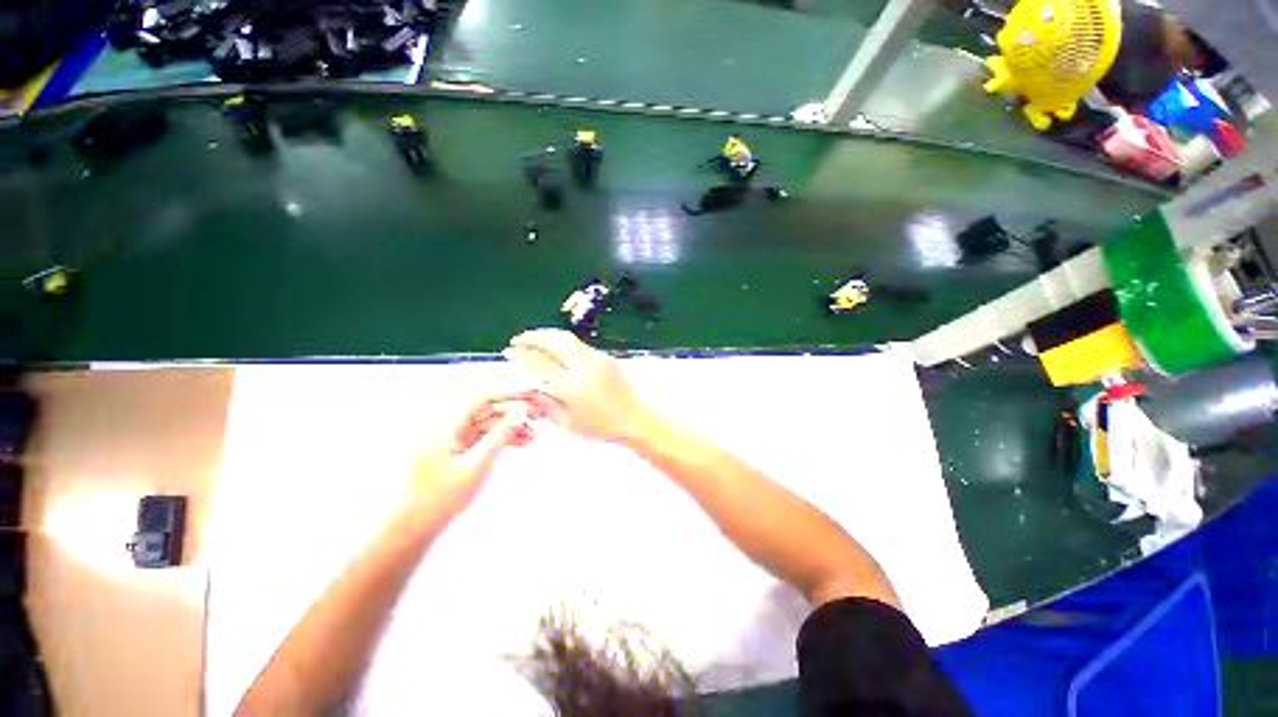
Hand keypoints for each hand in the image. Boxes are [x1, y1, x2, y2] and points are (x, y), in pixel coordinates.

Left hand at [406, 395, 536, 522]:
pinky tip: (522, 443)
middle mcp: (449, 427)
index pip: (481, 399)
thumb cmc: (445, 496)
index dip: (507, 395)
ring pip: (489, 425)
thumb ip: (500, 436)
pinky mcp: (459, 450)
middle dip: (513, 414)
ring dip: (511, 428)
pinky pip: (485, 437)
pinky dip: (502, 439)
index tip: (529, 396)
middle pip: (487, 411)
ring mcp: (454, 439)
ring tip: (534, 435)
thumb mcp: (478, 465)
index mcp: (447, 426)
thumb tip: (520, 413)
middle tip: (537, 416)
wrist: (420, 524)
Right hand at [503, 329, 653, 443]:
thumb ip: (545, 404)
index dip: (521, 353)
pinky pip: (580, 345)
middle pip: (554, 340)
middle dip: (533, 336)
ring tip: (534, 339)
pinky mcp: (605, 357)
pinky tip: (557, 349)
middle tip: (518, 339)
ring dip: (548, 335)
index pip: (540, 362)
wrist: (633, 419)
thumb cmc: (600, 427)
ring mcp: (597, 359)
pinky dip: (563, 342)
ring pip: (568, 338)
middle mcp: (583, 367)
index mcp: (570, 387)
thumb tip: (527, 388)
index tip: (509, 351)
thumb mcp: (567, 423)